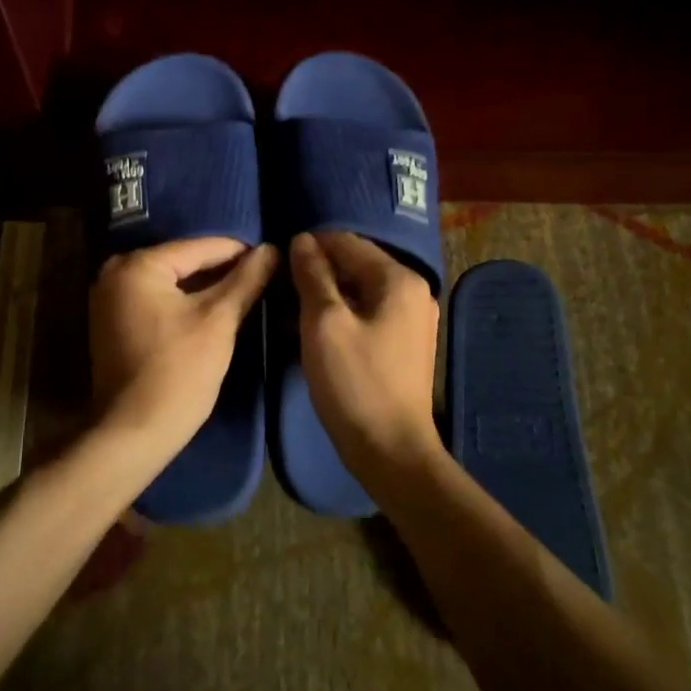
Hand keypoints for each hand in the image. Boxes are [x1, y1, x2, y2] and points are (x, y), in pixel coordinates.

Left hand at [90, 237, 278, 455]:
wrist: (133, 434)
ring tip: (244, 292)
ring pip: (170, 282)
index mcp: (138, 265)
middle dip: (220, 270)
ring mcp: (108, 299)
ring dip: (203, 287)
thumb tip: (272, 249)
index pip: (200, 247)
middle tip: (261, 277)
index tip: (272, 258)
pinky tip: (211, 311)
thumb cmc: (178, 372)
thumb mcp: (219, 321)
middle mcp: (115, 273)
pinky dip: (182, 303)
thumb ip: (246, 280)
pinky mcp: (111, 323)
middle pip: (182, 262)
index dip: (240, 252)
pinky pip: (155, 300)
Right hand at [289, 232, 442, 482]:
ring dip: (326, 295)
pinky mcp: (406, 343)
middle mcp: (413, 291)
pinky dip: (342, 315)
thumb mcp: (324, 323)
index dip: (310, 247)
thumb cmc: (355, 383)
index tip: (277, 262)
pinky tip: (314, 330)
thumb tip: (302, 240)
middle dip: (317, 272)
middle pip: (356, 264)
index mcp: (399, 279)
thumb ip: (313, 275)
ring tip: (290, 311)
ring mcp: (413, 319)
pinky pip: (369, 313)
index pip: (347, 242)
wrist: (391, 451)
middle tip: (280, 289)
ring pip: (360, 290)